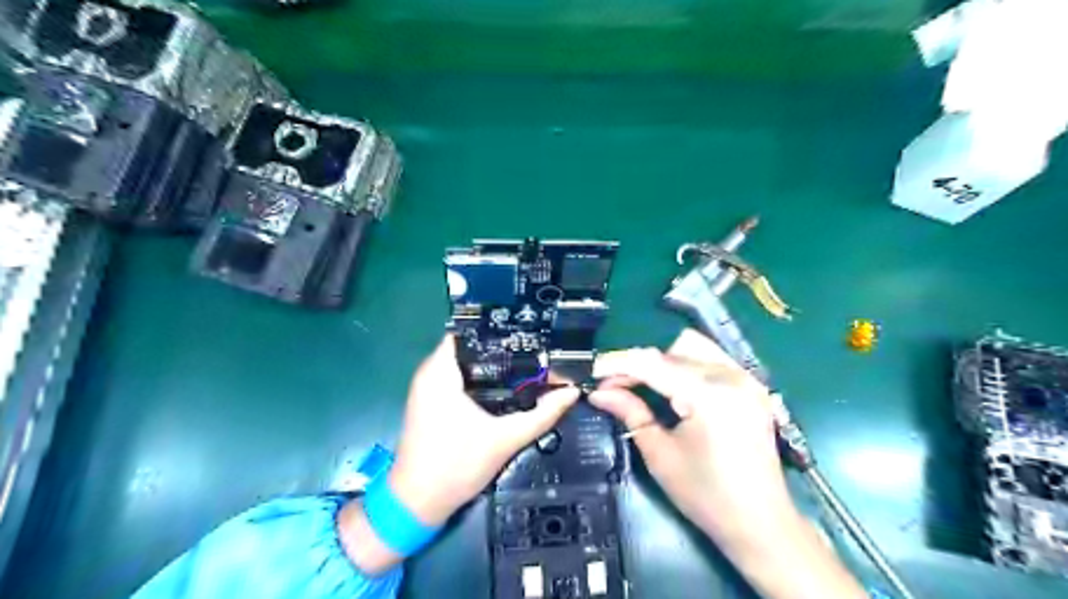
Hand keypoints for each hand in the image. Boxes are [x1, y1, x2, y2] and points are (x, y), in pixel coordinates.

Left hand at [392, 334, 579, 524]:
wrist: (417, 504)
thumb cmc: (455, 467)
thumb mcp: (504, 440)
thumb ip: (541, 415)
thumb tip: (571, 393)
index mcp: (440, 372)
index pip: (470, 331)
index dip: (500, 328)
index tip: (530, 332)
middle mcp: (430, 373)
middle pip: (471, 345)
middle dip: (504, 347)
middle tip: (537, 349)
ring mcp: (428, 388)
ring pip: (466, 363)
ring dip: (494, 364)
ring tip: (529, 363)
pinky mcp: (431, 402)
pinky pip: (459, 378)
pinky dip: (482, 378)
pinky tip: (508, 385)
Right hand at [589, 333, 870, 597]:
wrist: (761, 523)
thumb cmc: (706, 495)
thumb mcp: (660, 454)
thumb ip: (630, 412)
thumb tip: (599, 393)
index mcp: (708, 395)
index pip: (653, 364)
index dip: (619, 365)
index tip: (594, 373)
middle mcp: (731, 376)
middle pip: (672, 350)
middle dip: (639, 363)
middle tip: (616, 386)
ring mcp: (747, 378)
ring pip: (693, 348)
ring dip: (663, 360)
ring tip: (643, 384)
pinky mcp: (753, 386)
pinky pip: (712, 359)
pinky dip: (687, 365)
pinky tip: (674, 386)